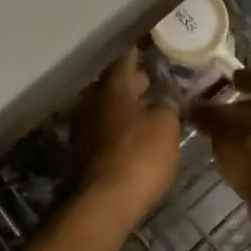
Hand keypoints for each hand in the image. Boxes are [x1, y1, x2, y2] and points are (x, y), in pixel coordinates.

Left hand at [68, 49, 180, 234]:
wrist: (104, 204)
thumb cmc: (139, 156)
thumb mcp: (166, 127)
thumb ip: (167, 107)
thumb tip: (164, 101)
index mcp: (112, 89)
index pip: (125, 59)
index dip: (139, 52)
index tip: (149, 45)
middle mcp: (92, 103)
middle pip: (113, 85)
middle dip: (132, 82)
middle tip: (152, 80)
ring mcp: (83, 130)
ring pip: (108, 109)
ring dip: (126, 107)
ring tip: (149, 109)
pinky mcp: (84, 155)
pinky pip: (105, 131)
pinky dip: (120, 128)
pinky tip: (136, 136)